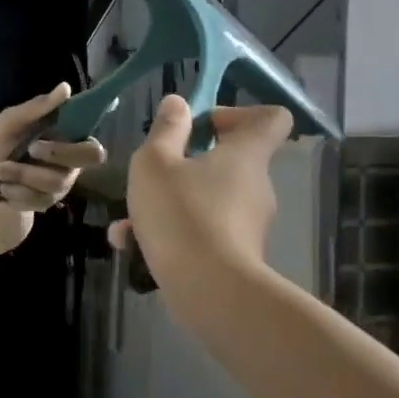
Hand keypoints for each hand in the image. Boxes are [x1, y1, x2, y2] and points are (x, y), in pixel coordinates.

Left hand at [0, 82, 106, 210]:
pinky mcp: (46, 203)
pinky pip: (37, 199)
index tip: (57, 130)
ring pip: (55, 180)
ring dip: (21, 173)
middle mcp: (72, 162)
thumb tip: (66, 87)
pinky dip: (13, 190)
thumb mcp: (10, 122)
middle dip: (57, 152)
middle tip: (31, 148)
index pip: (94, 142)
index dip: (87, 139)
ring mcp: (61, 185)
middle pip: (88, 159)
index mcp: (67, 138)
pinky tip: (2, 187)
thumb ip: (36, 107)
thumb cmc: (1, 147)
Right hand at [109, 96, 292, 296]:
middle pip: (229, 161)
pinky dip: (172, 234)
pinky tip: (132, 246)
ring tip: (127, 222)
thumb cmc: (181, 214)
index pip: (270, 118)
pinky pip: (202, 232)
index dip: (238, 113)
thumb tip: (179, 103)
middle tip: (152, 174)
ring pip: (206, 200)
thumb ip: (166, 130)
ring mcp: (249, 224)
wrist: (210, 294)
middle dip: (186, 164)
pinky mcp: (237, 257)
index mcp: (245, 154)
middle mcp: (255, 186)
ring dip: (169, 203)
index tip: (202, 126)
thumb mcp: (156, 163)